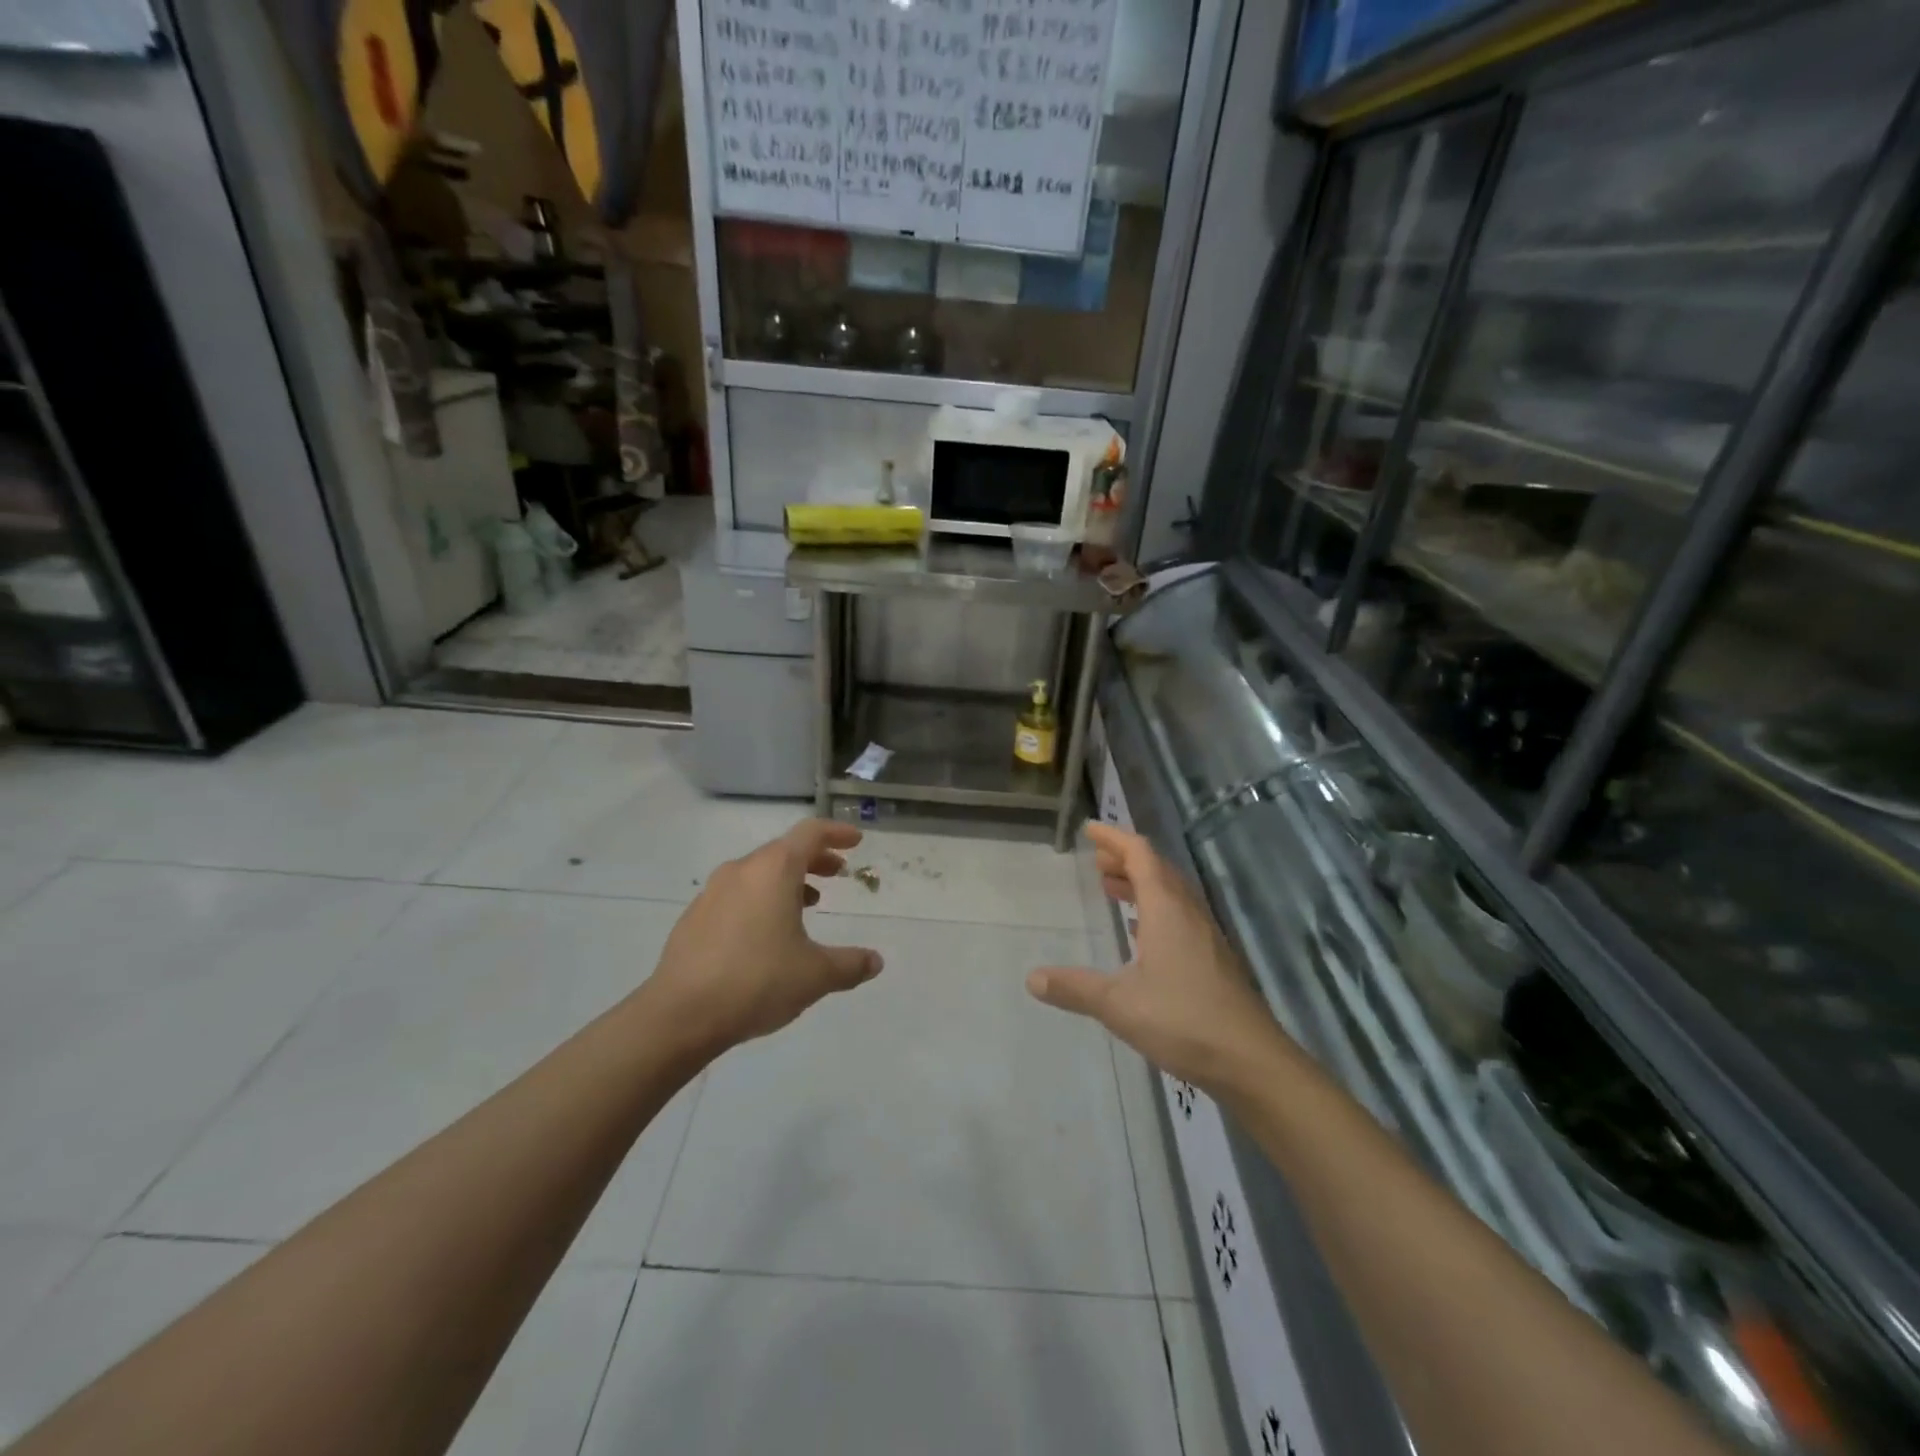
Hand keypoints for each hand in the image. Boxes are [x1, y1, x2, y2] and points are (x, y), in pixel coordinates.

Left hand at [644, 819, 882, 1055]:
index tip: (856, 840)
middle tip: (837, 873)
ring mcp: (712, 892)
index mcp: (773, 870)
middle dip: (814, 858)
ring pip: (758, 872)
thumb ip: (850, 964)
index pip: (810, 833)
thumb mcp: (815, 975)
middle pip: (783, 850)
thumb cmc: (757, 981)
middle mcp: (741, 870)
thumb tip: (875, 961)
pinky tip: (766, 933)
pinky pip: (737, 895)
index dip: (837, 833)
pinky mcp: (694, 917)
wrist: (680, 1015)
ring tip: (807, 903)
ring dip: (787, 880)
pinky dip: (760, 899)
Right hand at [1026, 823, 1287, 1093]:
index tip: (1090, 829)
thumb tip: (1032, 979)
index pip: (1140, 855)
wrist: (1251, 1061)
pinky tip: (1141, 933)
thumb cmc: (1183, 1020)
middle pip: (1157, 869)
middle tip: (1097, 860)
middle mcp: (1188, 913)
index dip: (1114, 838)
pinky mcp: (1214, 959)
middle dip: (1126, 859)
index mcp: (1167, 910)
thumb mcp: (1118, 1004)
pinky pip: (1180, 917)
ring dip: (1141, 884)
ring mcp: (1206, 936)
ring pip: (1171, 894)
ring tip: (1112, 888)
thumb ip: (1075, 988)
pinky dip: (1155, 910)